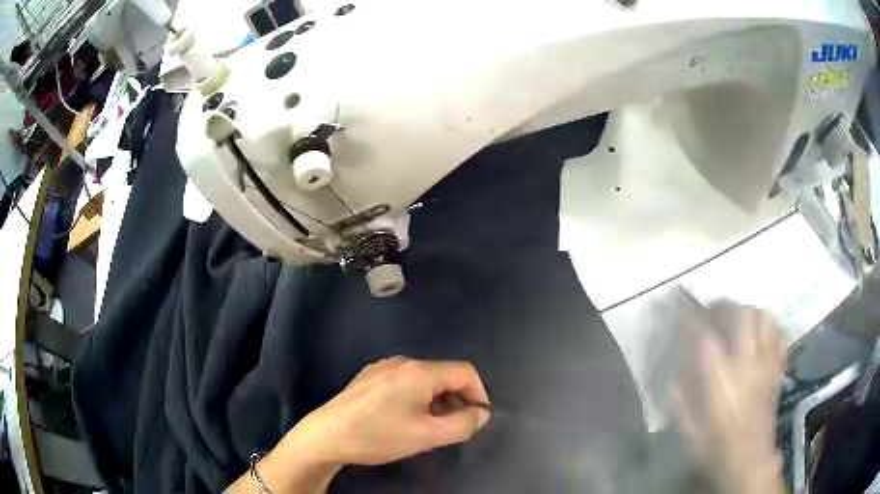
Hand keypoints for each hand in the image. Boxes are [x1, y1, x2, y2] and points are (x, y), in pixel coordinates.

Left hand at [294, 357, 490, 465]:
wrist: (326, 435)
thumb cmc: (378, 435)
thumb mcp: (426, 436)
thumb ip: (462, 424)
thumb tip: (481, 413)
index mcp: (419, 372)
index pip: (465, 372)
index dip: (479, 393)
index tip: (477, 418)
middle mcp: (402, 362)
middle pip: (444, 374)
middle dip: (457, 399)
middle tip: (454, 426)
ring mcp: (381, 367)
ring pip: (424, 379)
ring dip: (437, 400)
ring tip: (430, 426)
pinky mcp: (368, 377)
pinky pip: (404, 382)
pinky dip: (417, 397)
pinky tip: (404, 418)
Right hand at [672, 306, 787, 493]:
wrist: (749, 460)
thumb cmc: (715, 448)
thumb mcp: (688, 429)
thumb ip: (681, 398)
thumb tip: (676, 373)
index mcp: (719, 379)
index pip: (704, 335)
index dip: (691, 319)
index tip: (682, 314)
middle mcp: (745, 362)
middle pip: (740, 314)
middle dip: (723, 307)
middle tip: (712, 314)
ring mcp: (765, 362)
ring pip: (762, 317)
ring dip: (746, 312)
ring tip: (736, 322)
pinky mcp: (776, 367)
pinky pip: (778, 333)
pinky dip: (768, 327)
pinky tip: (759, 335)